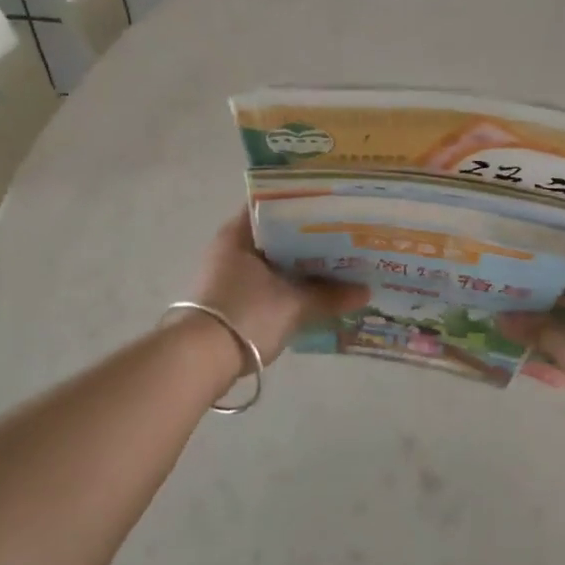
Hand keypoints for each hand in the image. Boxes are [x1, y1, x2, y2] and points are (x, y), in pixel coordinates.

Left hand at [191, 214, 369, 362]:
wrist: (199, 361)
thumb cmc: (245, 316)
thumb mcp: (294, 305)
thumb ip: (330, 296)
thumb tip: (365, 291)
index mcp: (239, 233)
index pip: (274, 204)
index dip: (305, 203)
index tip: (334, 207)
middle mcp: (230, 247)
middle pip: (276, 234)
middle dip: (309, 238)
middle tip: (344, 237)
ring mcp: (226, 274)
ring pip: (272, 260)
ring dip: (299, 264)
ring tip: (335, 264)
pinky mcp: (228, 299)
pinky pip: (266, 282)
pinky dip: (287, 284)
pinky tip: (313, 291)